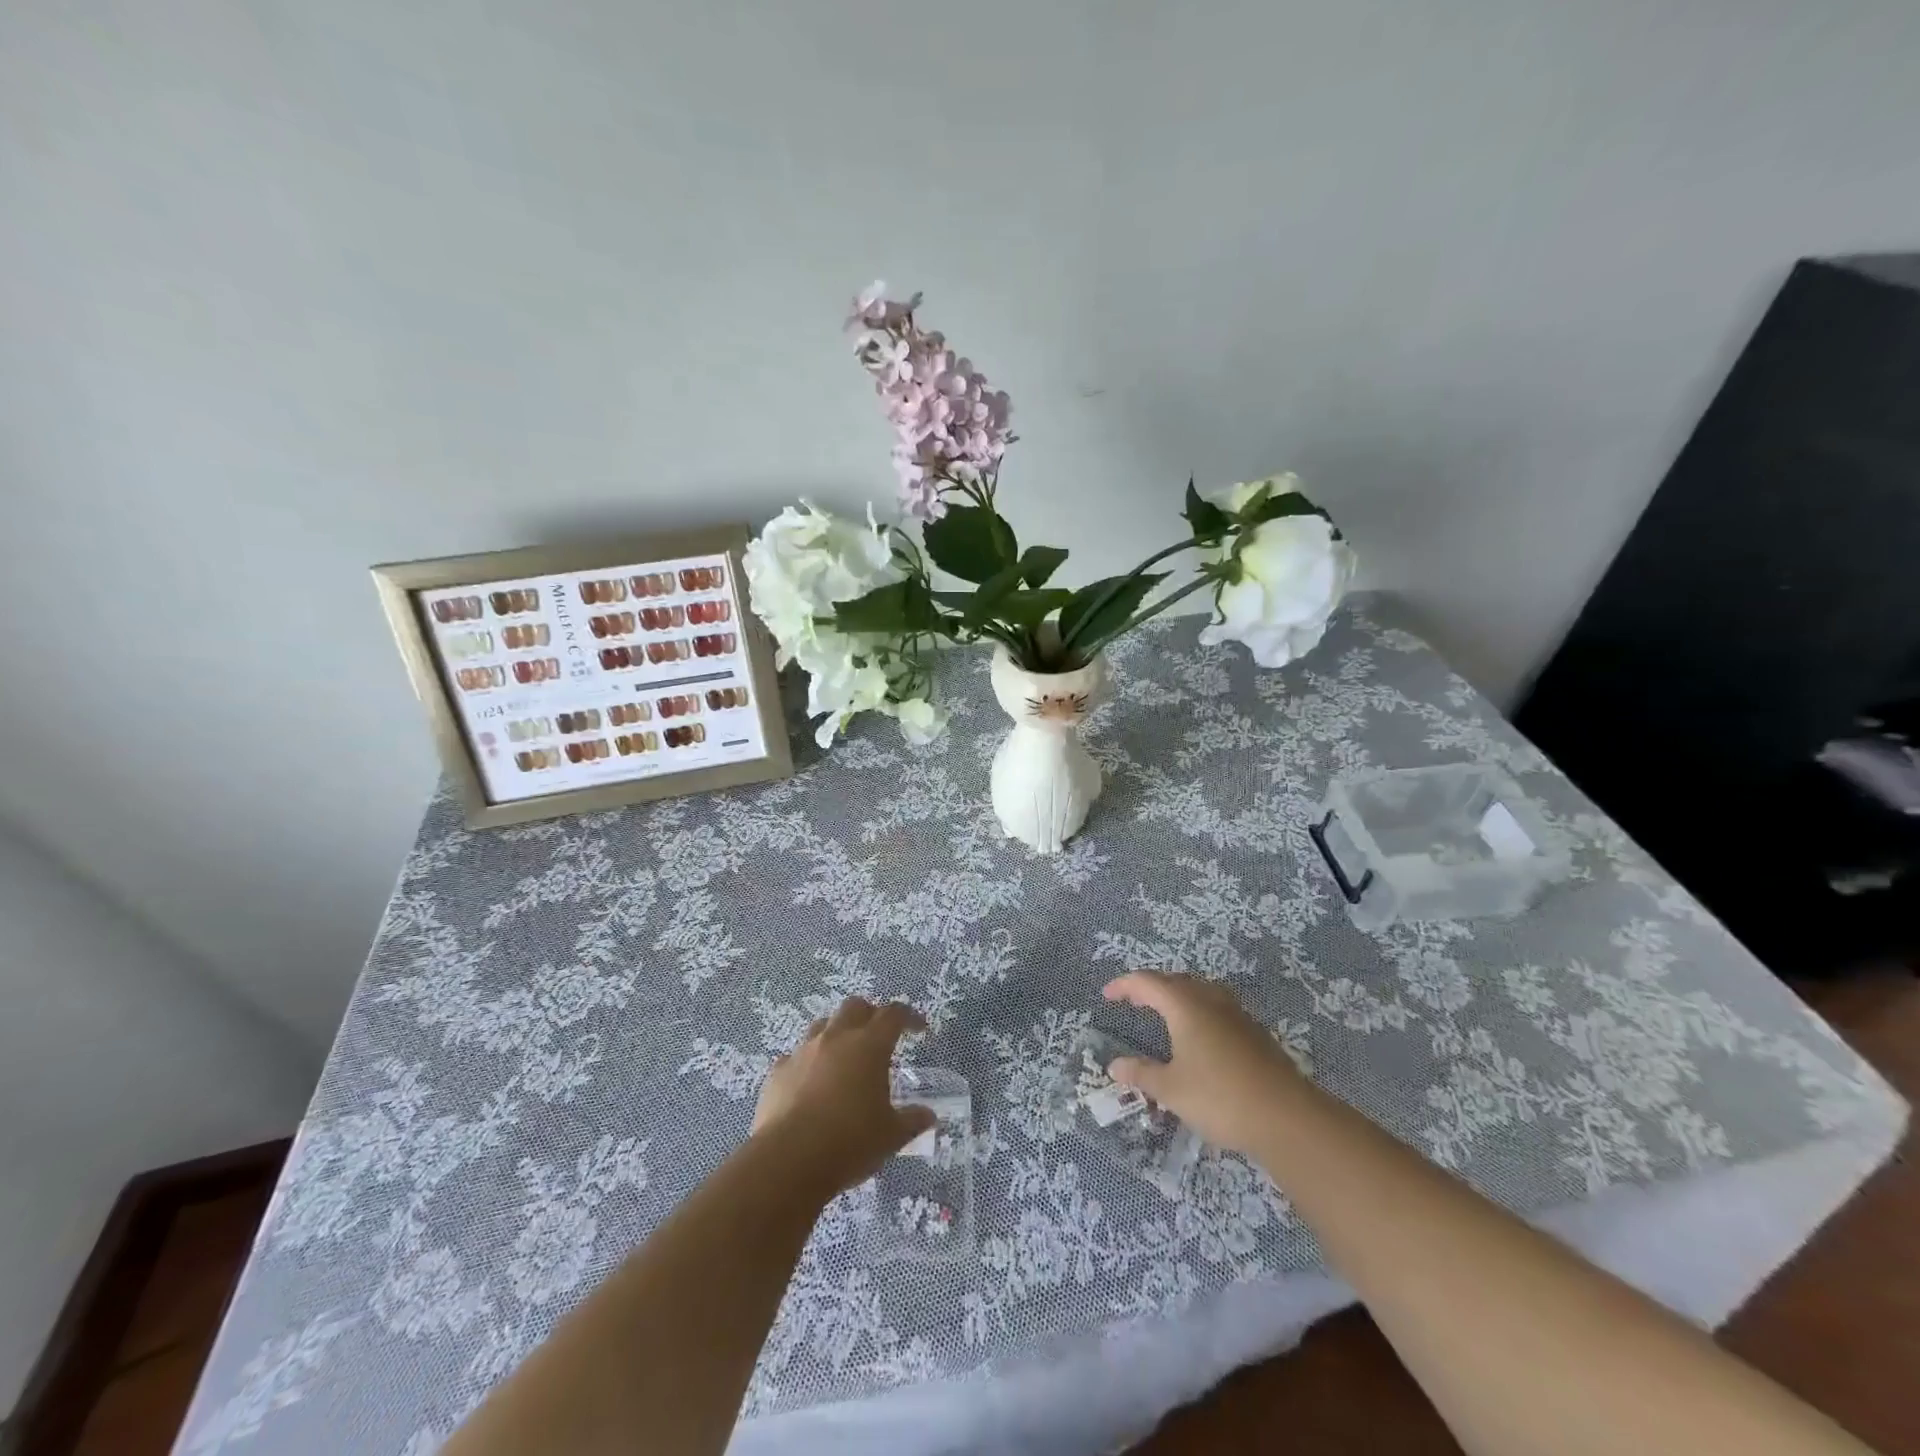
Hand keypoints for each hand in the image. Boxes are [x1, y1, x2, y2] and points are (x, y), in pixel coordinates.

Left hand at [751, 997, 935, 1195]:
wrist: (788, 1160)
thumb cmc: (849, 1142)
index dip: (908, 1017)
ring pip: (822, 1025)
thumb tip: (929, 1116)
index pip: (893, 1015)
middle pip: (855, 1006)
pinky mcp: (778, 1072)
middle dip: (869, 1014)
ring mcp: (803, 1051)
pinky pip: (795, 1056)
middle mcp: (836, 1038)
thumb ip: (912, 1121)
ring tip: (843, 1058)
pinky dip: (807, 1063)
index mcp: (869, 1045)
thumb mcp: (891, 1136)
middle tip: (878, 1037)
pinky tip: (809, 1084)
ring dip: (836, 1033)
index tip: (918, 1030)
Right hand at [1102, 969, 1303, 1156]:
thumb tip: (1114, 1065)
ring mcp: (1237, 1015)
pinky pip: (1217, 1008)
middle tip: (1134, 1002)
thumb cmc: (1219, 1097)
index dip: (1124, 986)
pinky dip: (1198, 1012)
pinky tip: (1199, 1037)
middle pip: (1175, 981)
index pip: (1147, 982)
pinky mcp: (1255, 1033)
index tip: (1108, 996)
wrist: (1287, 1117)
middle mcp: (1210, 1000)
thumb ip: (1141, 1074)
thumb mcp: (1171, 1089)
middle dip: (1151, 987)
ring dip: (1178, 996)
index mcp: (1185, 1005)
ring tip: (1165, 1013)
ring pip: (1200, 991)